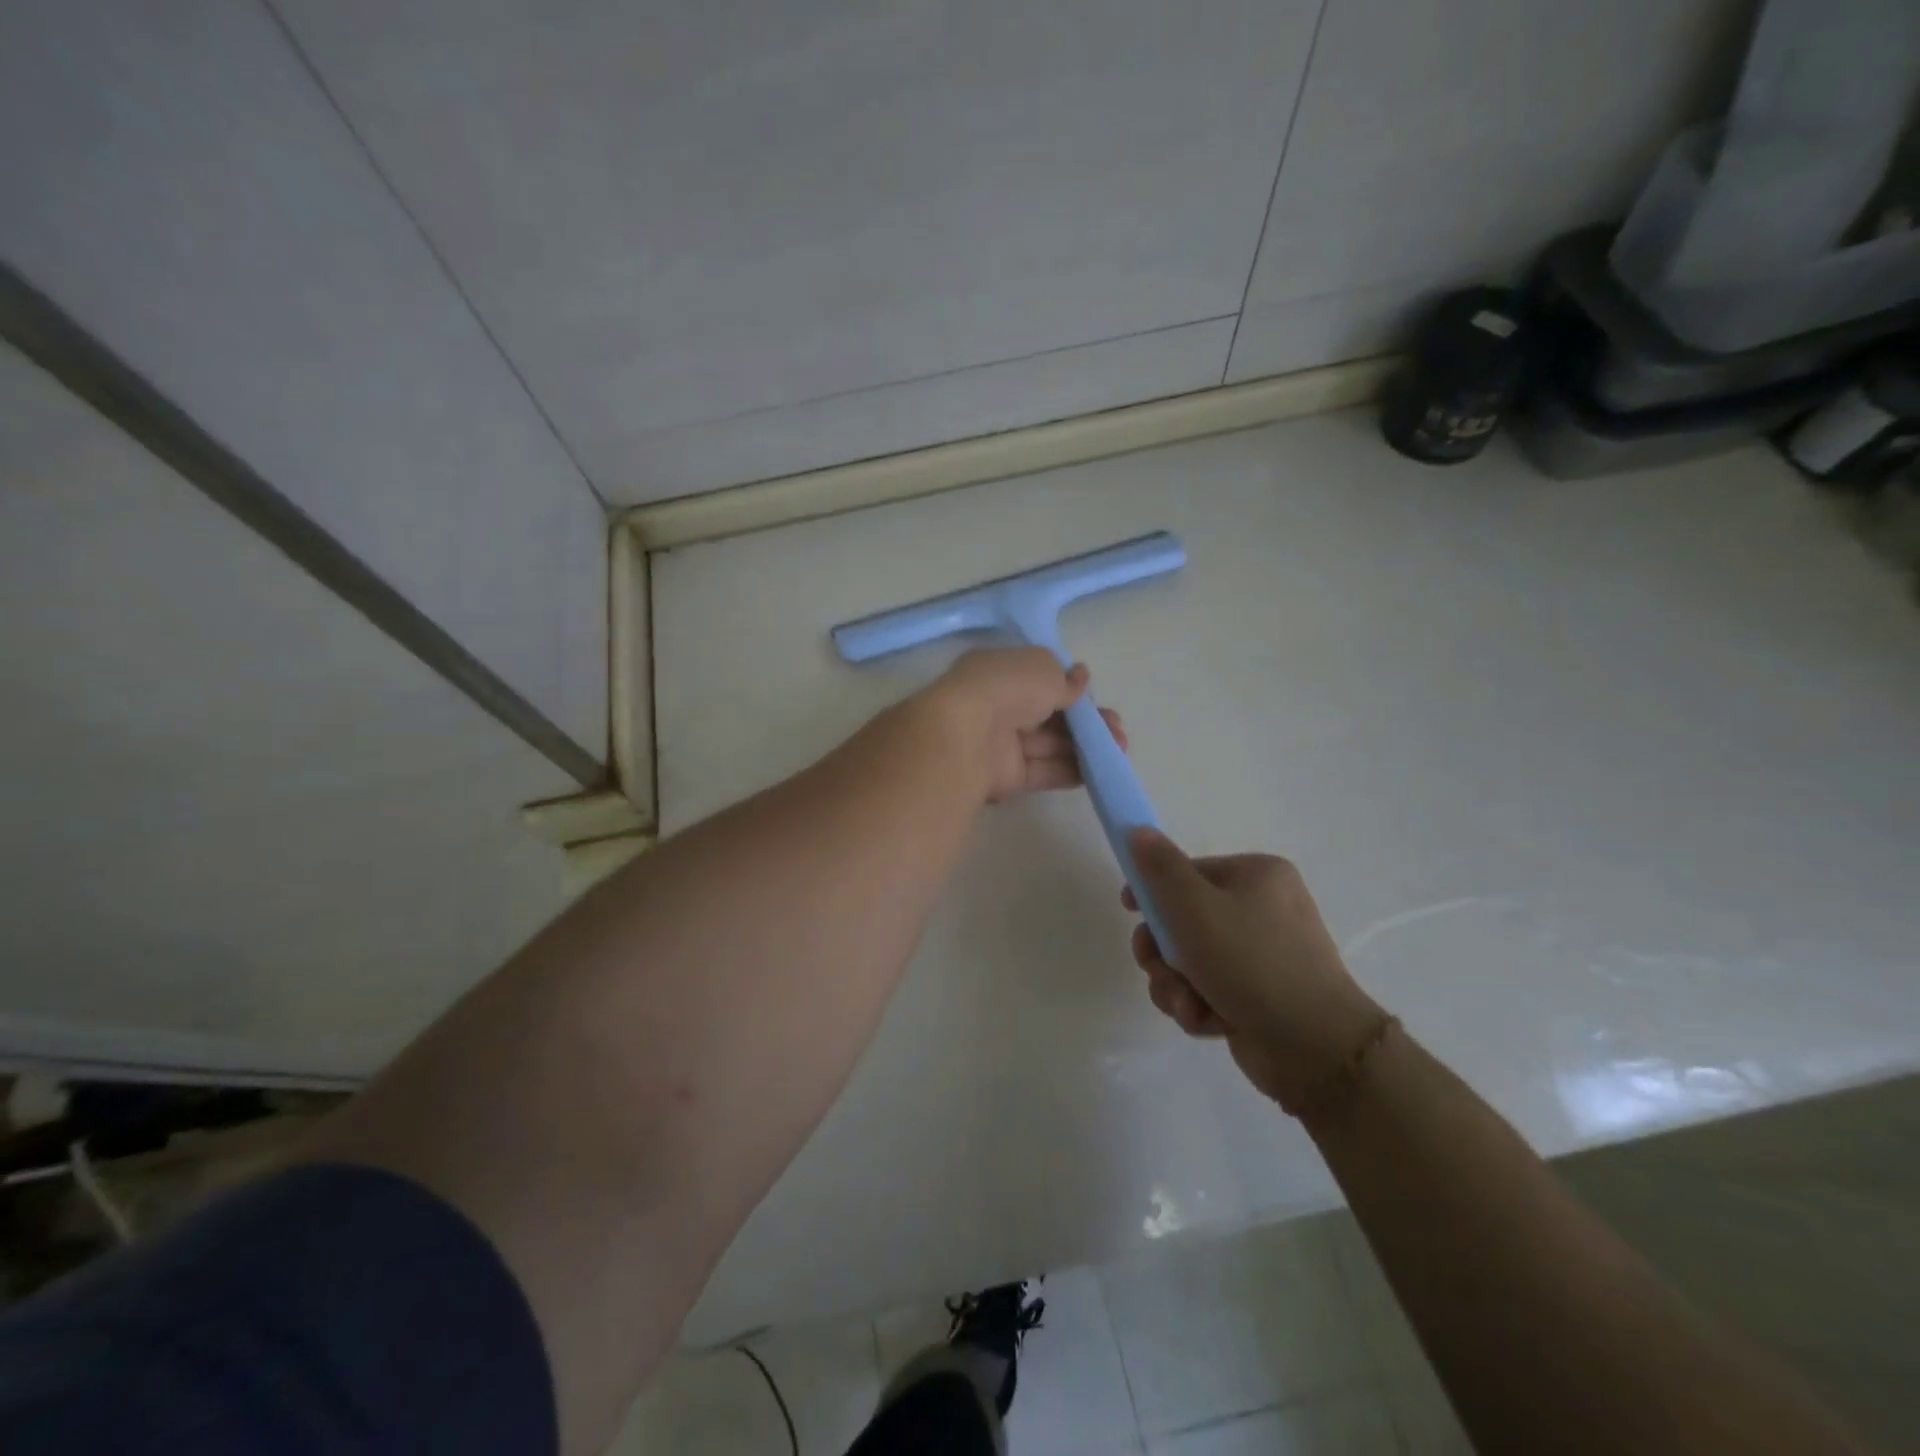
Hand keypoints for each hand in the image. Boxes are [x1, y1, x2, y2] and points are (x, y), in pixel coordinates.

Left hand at [916, 648, 1126, 803]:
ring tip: (1119, 749)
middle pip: (1046, 714)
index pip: (1036, 678)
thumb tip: (1080, 678)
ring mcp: (999, 743)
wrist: (965, 737)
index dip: (1067, 686)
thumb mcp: (1044, 669)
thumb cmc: (1006, 688)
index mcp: (997, 671)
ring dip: (1085, 746)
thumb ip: (1065, 679)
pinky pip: (1043, 771)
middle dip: (1084, 721)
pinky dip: (1070, 770)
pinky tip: (1099, 771)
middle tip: (1117, 730)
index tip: (1092, 694)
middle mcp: (996, 706)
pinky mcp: (1005, 777)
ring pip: (1048, 744)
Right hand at [1123, 830, 1385, 1109]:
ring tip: (1186, 1002)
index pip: (1187, 872)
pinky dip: (1199, 1006)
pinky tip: (1208, 1021)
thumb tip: (1137, 831)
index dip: (1153, 891)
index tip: (1130, 911)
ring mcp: (1262, 956)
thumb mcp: (1194, 906)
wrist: (1314, 1046)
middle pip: (1183, 920)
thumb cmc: (1250, 962)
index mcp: (1256, 876)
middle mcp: (1263, 909)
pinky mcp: (1259, 997)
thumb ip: (1160, 867)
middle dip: (1162, 952)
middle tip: (1156, 967)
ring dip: (1175, 984)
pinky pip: (1209, 991)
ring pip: (1190, 961)